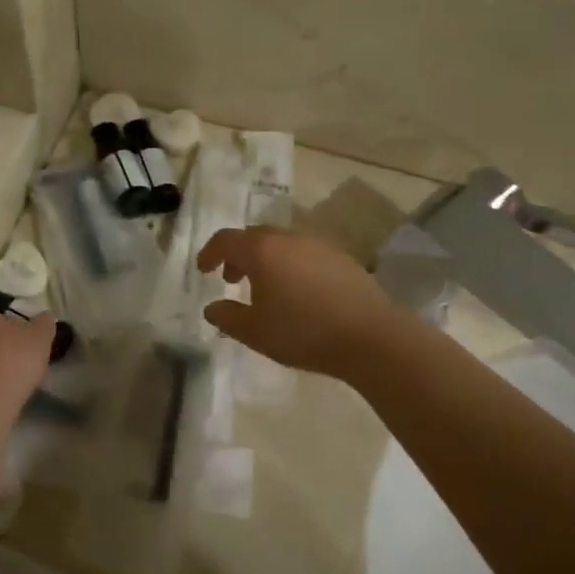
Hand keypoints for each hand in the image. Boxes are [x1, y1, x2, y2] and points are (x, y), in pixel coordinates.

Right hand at [196, 226, 400, 380]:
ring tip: (266, 289)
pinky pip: (305, 254)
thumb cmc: (303, 332)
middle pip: (254, 236)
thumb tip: (212, 307)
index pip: (226, 240)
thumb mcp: (255, 332)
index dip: (209, 253)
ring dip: (266, 260)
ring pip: (282, 243)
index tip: (203, 270)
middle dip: (238, 255)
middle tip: (232, 280)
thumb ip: (227, 317)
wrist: (371, 337)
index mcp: (262, 250)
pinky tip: (298, 293)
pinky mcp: (342, 258)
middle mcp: (289, 238)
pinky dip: (291, 265)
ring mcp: (318, 245)